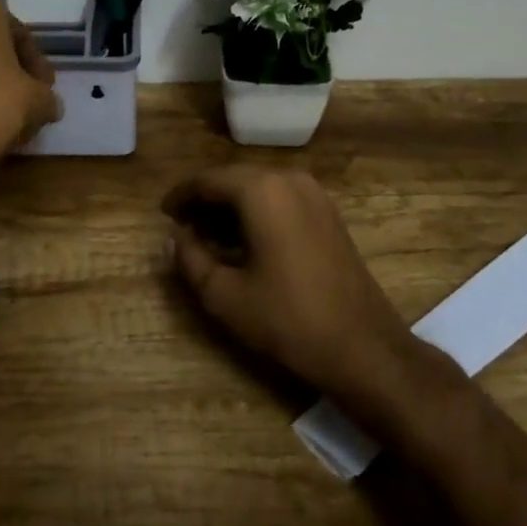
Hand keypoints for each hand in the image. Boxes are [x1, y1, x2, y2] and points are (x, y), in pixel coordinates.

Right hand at [162, 166, 421, 405]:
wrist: (364, 347)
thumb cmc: (288, 319)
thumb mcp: (224, 296)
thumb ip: (190, 260)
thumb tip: (175, 238)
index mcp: (261, 190)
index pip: (208, 180)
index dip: (181, 196)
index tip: (163, 214)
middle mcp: (288, 179)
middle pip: (234, 179)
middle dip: (205, 200)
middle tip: (182, 227)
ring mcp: (314, 194)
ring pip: (259, 188)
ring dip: (231, 206)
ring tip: (208, 236)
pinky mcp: (328, 213)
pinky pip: (281, 199)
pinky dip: (256, 211)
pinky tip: (244, 241)